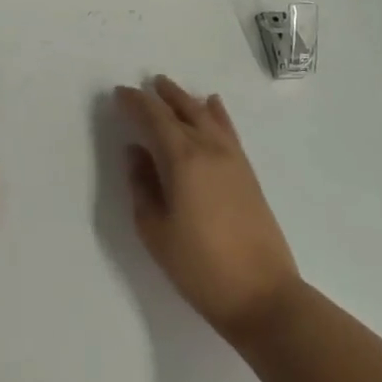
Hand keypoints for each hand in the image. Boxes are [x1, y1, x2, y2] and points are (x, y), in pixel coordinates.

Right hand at [117, 76, 299, 340]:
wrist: (263, 294)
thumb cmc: (200, 267)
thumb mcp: (156, 231)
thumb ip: (142, 186)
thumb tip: (136, 153)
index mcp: (182, 159)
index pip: (154, 118)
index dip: (135, 103)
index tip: (119, 93)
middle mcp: (208, 149)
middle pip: (181, 110)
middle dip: (160, 96)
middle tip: (142, 86)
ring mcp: (232, 158)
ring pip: (205, 115)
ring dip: (185, 99)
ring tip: (168, 88)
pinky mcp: (247, 172)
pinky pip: (227, 129)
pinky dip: (216, 113)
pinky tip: (212, 104)